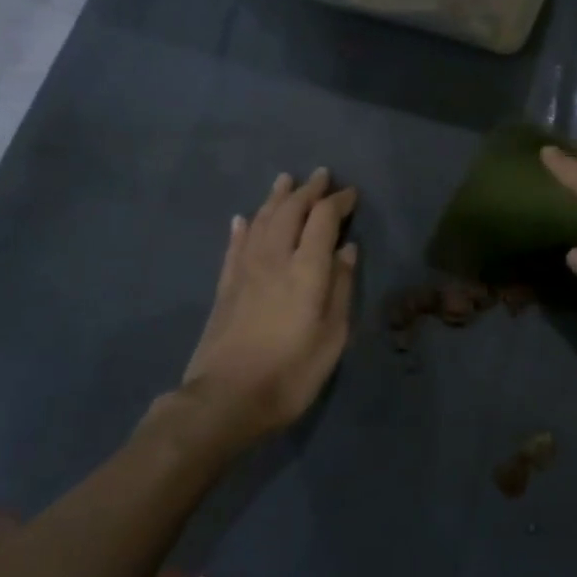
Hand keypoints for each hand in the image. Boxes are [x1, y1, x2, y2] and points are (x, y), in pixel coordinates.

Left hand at [181, 169, 358, 441]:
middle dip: (308, 190)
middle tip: (322, 175)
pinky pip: (234, 245)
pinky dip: (242, 227)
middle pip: (290, 211)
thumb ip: (340, 287)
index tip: (351, 193)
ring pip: (260, 221)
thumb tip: (346, 249)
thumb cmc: (291, 372)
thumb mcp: (333, 336)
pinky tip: (243, 218)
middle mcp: (274, 259)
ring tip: (285, 181)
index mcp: (306, 269)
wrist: (225, 401)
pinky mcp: (225, 287)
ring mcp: (245, 271)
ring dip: (275, 198)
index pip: (323, 219)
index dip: (338, 201)